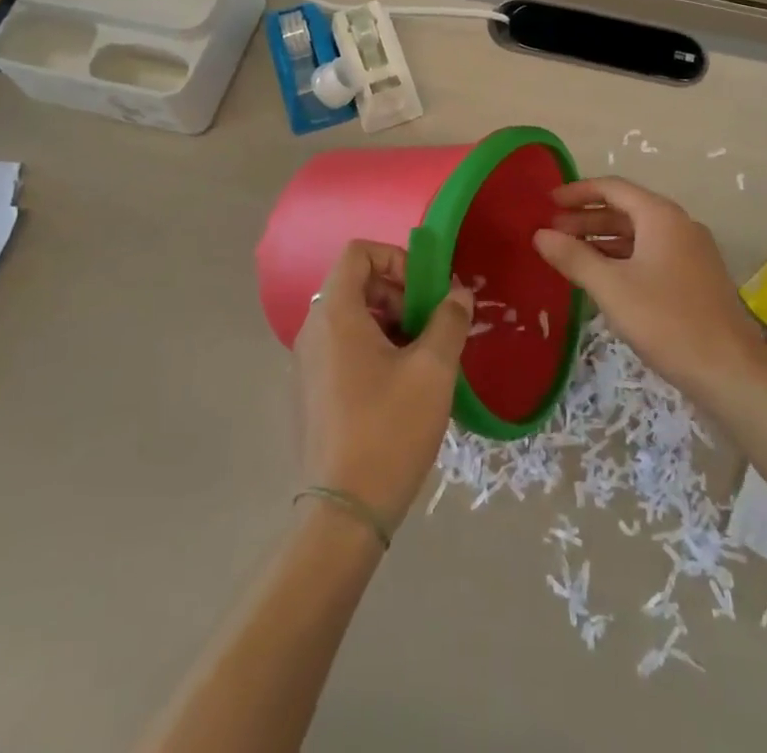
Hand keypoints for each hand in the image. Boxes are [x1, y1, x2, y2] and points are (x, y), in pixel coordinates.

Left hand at [294, 241, 474, 530]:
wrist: (344, 513)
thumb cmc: (389, 428)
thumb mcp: (433, 369)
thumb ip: (449, 320)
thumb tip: (458, 294)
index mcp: (335, 313)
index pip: (358, 252)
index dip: (396, 258)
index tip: (426, 291)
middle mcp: (313, 330)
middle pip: (356, 284)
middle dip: (400, 294)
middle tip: (432, 326)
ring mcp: (307, 363)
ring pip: (353, 318)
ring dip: (392, 323)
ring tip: (424, 358)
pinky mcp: (312, 392)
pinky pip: (344, 348)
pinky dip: (375, 349)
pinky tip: (403, 386)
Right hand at [533, 178, 766, 404]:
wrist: (730, 371)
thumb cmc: (667, 321)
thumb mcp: (612, 288)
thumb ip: (574, 257)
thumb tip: (540, 234)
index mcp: (661, 216)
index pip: (613, 188)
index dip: (577, 192)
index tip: (547, 202)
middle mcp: (679, 224)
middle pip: (626, 209)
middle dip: (586, 219)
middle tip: (551, 233)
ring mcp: (691, 252)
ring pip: (638, 234)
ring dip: (603, 240)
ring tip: (569, 255)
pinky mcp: (695, 278)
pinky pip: (651, 254)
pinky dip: (622, 258)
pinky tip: (603, 278)